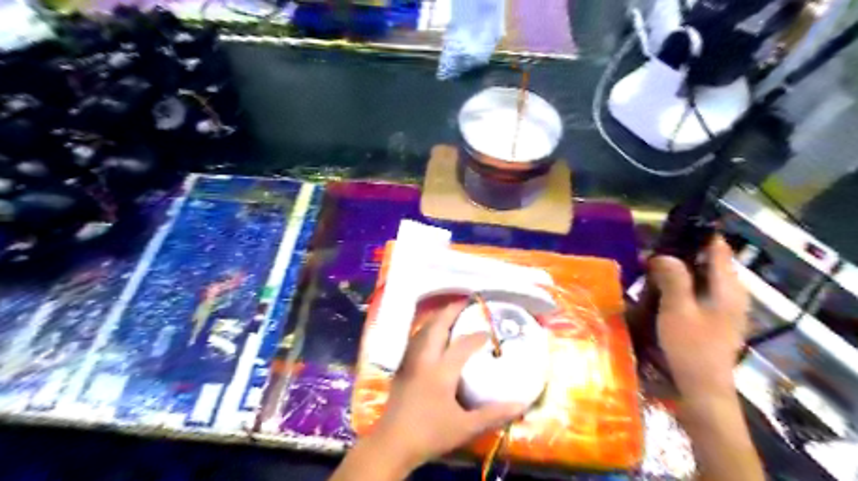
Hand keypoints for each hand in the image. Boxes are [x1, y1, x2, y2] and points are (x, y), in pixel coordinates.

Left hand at [372, 296, 526, 466]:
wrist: (392, 443)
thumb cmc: (430, 434)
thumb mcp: (465, 427)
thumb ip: (493, 415)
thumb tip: (520, 405)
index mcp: (441, 371)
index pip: (462, 345)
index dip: (477, 336)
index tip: (489, 332)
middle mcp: (424, 360)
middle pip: (436, 327)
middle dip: (450, 311)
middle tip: (464, 302)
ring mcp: (410, 362)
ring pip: (422, 331)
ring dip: (436, 319)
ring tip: (448, 314)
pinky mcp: (401, 368)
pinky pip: (415, 340)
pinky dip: (426, 331)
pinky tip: (430, 335)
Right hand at [655, 235, 748, 399]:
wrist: (702, 388)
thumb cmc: (691, 347)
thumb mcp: (678, 310)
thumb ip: (673, 278)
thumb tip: (662, 255)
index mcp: (728, 287)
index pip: (718, 248)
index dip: (696, 235)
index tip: (668, 228)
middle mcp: (731, 293)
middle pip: (708, 261)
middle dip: (679, 253)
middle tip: (649, 251)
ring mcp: (723, 306)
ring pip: (700, 276)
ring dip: (676, 269)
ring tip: (648, 266)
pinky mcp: (713, 317)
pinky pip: (696, 291)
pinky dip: (679, 285)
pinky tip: (658, 288)